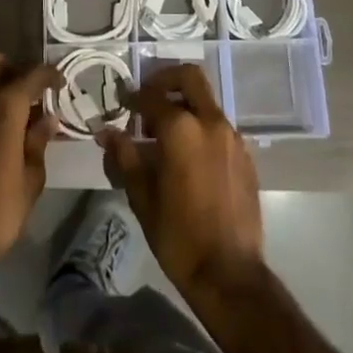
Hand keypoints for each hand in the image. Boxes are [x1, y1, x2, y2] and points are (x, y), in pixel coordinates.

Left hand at [0, 55, 59, 284]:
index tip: (62, 83)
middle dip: (18, 73)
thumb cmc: (0, 210)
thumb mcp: (32, 177)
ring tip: (21, 117)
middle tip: (37, 95)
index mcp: (4, 107)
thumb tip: (47, 118)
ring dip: (0, 91)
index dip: (50, 75)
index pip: (32, 74)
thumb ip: (38, 140)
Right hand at [98, 64, 263, 298]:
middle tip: (148, 98)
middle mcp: (210, 122)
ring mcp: (233, 137)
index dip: (133, 97)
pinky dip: (201, 127)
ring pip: (206, 102)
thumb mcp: (142, 196)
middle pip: (189, 78)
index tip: (122, 102)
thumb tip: (106, 132)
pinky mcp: (246, 156)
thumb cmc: (178, 236)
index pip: (152, 97)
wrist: (230, 274)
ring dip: (185, 105)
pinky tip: (189, 156)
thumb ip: (124, 157)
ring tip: (164, 134)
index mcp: (182, 129)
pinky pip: (219, 127)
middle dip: (166, 80)